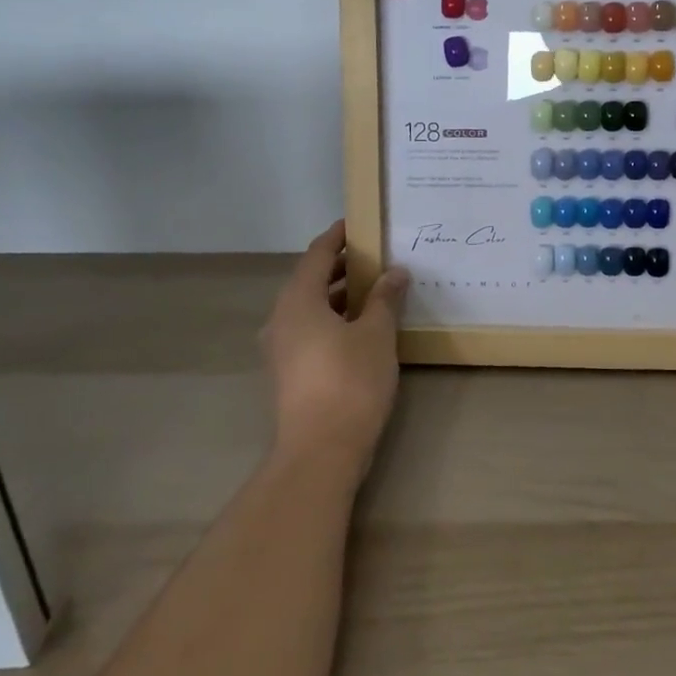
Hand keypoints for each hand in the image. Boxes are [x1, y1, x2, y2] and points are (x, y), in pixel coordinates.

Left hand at [259, 221, 407, 483]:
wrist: (320, 451)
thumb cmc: (350, 381)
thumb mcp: (376, 333)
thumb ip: (384, 298)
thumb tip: (395, 272)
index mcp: (297, 300)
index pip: (317, 254)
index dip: (338, 236)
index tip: (358, 223)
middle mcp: (281, 319)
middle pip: (309, 279)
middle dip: (341, 266)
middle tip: (375, 256)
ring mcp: (280, 349)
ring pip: (309, 308)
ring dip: (337, 294)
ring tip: (373, 289)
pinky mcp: (287, 373)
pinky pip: (309, 330)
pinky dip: (332, 319)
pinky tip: (360, 327)